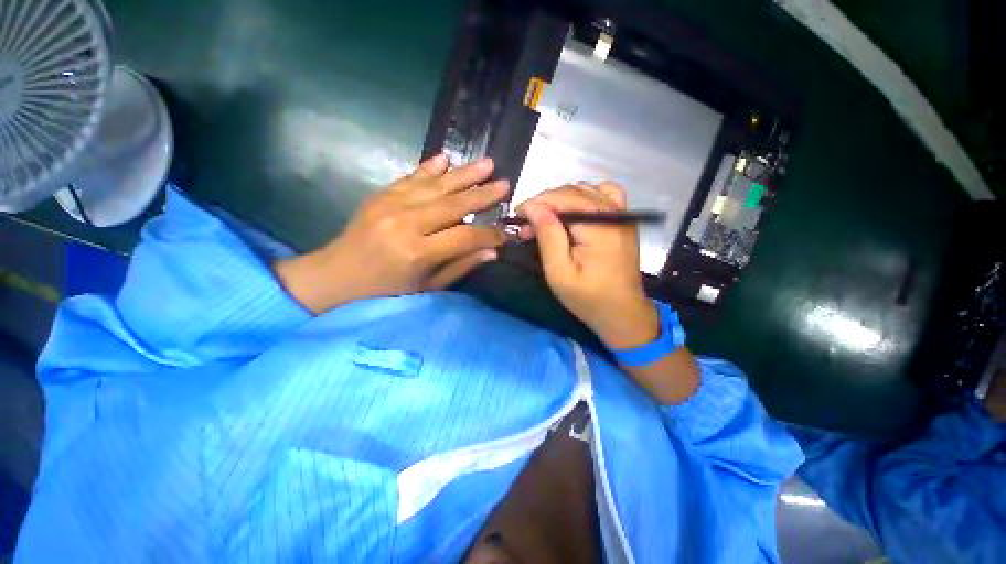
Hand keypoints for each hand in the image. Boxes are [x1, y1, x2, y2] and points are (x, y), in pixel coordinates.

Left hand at [275, 155, 508, 313]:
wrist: (335, 277)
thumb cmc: (385, 291)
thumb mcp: (427, 287)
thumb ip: (460, 266)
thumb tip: (492, 251)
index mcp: (418, 252)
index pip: (466, 236)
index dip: (490, 233)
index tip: (506, 230)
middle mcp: (406, 223)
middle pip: (453, 204)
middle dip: (483, 195)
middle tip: (505, 184)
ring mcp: (391, 204)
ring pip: (436, 185)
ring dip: (464, 174)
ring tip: (488, 163)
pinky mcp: (380, 196)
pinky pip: (410, 177)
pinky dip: (430, 168)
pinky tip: (446, 158)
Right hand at [515, 183, 658, 349]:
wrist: (623, 313)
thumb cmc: (588, 298)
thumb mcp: (559, 272)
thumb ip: (548, 236)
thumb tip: (533, 207)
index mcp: (599, 227)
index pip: (563, 198)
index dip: (536, 202)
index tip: (516, 216)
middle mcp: (614, 213)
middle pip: (573, 191)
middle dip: (545, 204)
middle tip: (526, 227)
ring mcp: (622, 215)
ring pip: (585, 190)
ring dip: (560, 201)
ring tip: (545, 222)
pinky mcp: (624, 221)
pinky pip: (604, 194)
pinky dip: (584, 197)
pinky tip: (574, 212)